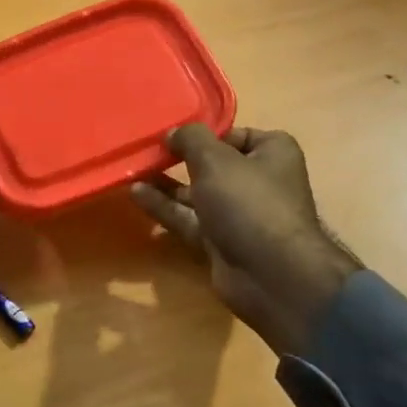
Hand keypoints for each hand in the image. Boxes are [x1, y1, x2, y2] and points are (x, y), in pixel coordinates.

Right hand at [130, 125, 361, 357]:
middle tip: (147, 151)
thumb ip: (191, 139)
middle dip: (181, 160)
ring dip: (166, 184)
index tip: (175, 134)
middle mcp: (259, 182)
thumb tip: (174, 133)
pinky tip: (136, 194)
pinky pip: (189, 219)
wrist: (269, 273)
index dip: (206, 134)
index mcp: (272, 154)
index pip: (236, 134)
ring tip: (134, 171)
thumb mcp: (215, 159)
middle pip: (214, 165)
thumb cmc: (248, 202)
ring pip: (197, 194)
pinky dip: (165, 208)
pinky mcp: (221, 241)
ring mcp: (239, 215)